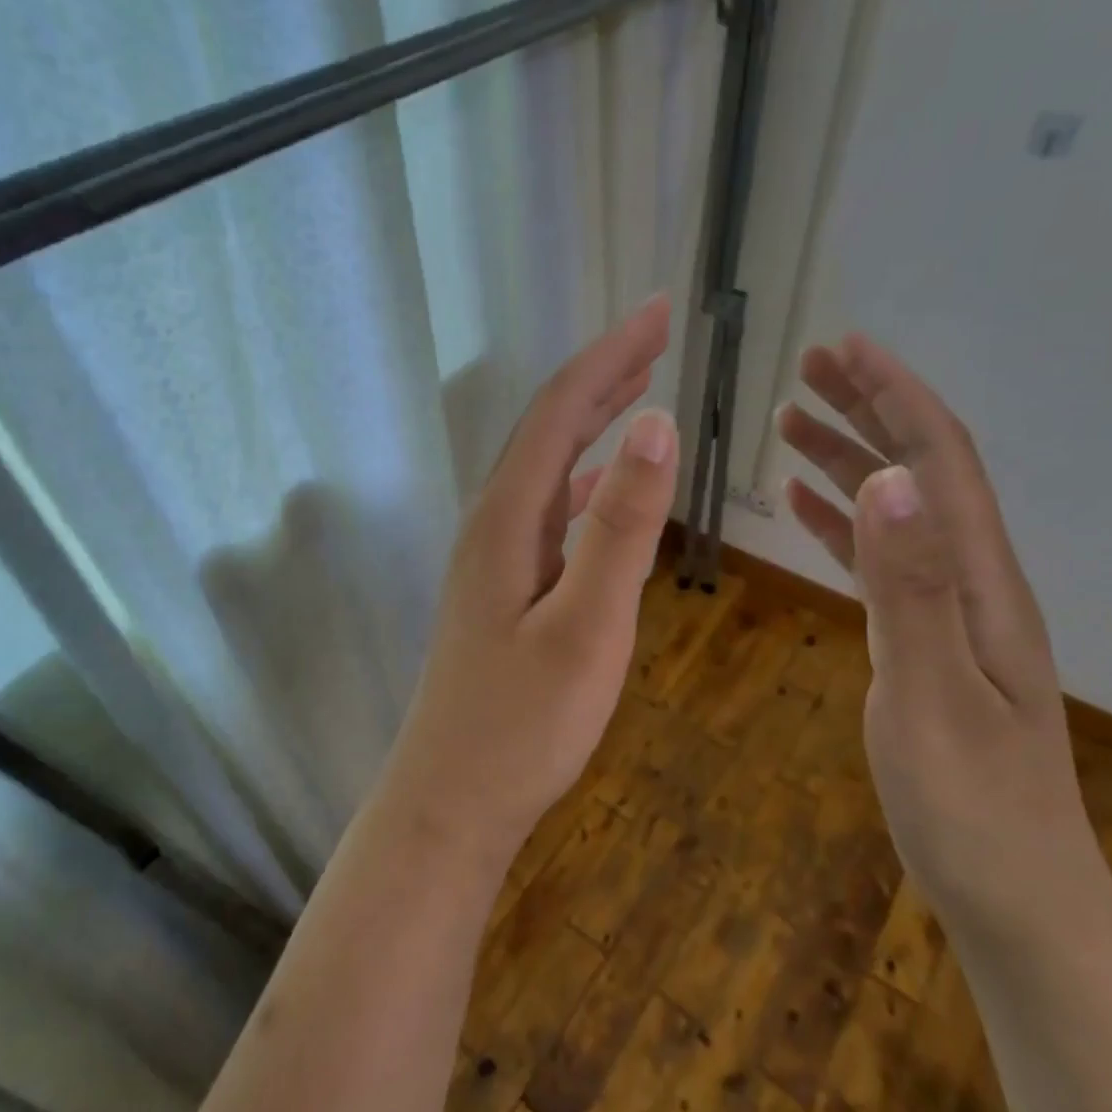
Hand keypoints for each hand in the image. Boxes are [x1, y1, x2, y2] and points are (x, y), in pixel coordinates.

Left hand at [382, 297, 678, 863]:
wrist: (452, 799)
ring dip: (590, 421)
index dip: (609, 356)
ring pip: (545, 466)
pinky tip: (601, 485)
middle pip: (546, 428)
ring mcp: (492, 556)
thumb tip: (653, 425)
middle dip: (601, 374)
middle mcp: (491, 524)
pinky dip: (581, 477)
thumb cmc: (523, 725)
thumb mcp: (587, 627)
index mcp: (506, 520)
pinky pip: (546, 508)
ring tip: (636, 388)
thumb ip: (620, 528)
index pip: (559, 412)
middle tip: (656, 333)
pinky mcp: (501, 587)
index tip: (659, 312)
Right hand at [778, 336, 1104, 936]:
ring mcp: (948, 612)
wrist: (1015, 898)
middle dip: (869, 410)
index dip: (896, 398)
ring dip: (849, 459)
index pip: (940, 464)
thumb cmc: (970, 806)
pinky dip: (841, 523)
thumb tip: (886, 480)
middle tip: (809, 368)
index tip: (847, 348)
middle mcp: (971, 582)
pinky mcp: (923, 641)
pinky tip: (805, 508)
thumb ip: (908, 587)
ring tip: (792, 422)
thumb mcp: (931, 695)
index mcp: (980, 583)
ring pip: (895, 512)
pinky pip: (879, 560)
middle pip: (921, 472)